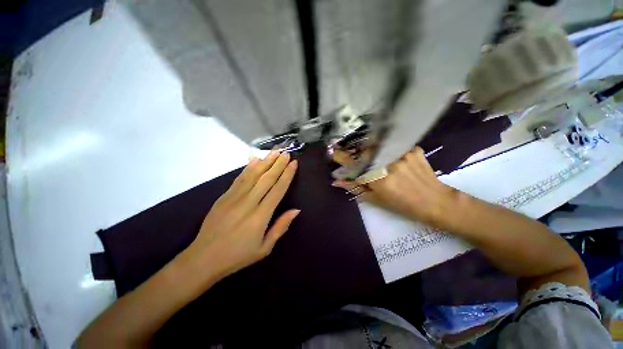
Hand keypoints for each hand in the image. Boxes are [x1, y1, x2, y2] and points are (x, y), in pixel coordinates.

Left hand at [182, 150, 299, 278]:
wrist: (207, 255)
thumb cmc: (238, 256)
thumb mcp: (264, 249)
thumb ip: (280, 228)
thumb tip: (296, 210)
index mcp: (260, 217)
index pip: (277, 191)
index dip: (286, 176)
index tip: (293, 163)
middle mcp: (248, 203)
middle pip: (265, 179)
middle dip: (277, 164)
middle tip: (286, 152)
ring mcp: (234, 198)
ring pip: (252, 175)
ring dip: (264, 162)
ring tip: (273, 152)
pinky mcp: (223, 197)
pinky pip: (238, 179)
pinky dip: (247, 169)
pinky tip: (254, 161)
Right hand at [333, 147, 458, 227]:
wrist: (435, 201)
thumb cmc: (406, 207)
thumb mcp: (379, 201)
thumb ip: (358, 189)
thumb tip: (338, 181)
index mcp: (379, 180)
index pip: (355, 164)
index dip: (343, 157)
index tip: (335, 152)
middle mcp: (390, 163)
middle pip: (368, 152)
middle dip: (363, 155)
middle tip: (370, 164)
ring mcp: (403, 154)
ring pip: (383, 148)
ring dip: (381, 154)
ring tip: (391, 166)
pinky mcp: (413, 149)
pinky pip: (398, 146)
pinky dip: (397, 153)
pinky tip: (404, 163)